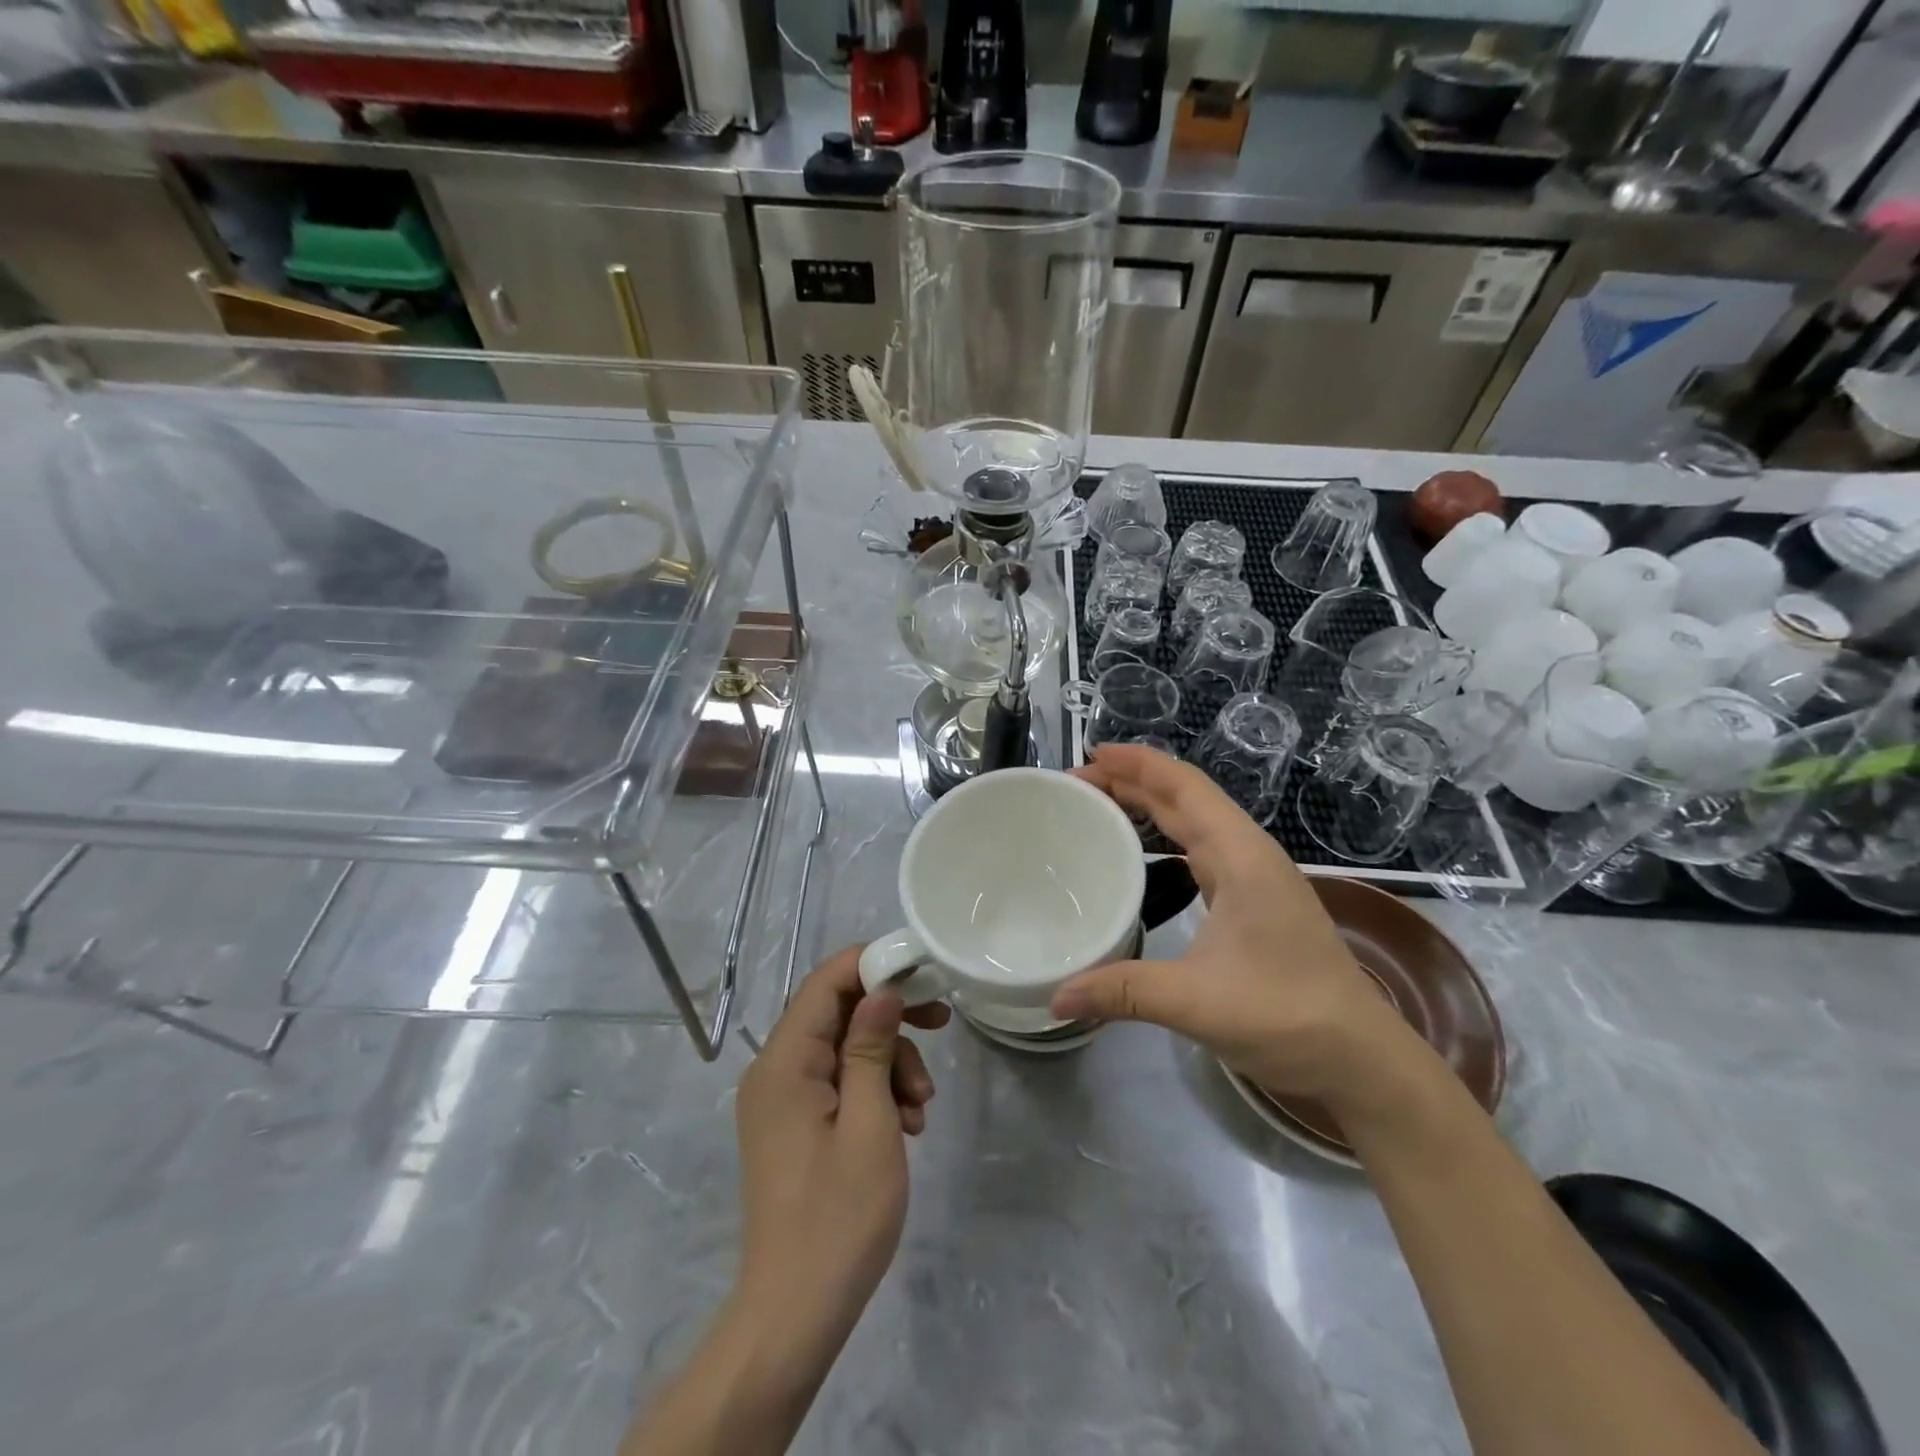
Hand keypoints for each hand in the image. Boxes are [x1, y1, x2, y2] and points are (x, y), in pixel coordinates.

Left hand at [732, 947, 949, 1361]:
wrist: (795, 1313)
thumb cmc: (839, 1216)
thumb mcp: (870, 1122)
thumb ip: (873, 1047)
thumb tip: (882, 989)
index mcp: (784, 1062)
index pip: (826, 982)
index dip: (874, 965)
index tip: (923, 972)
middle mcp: (775, 1070)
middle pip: (837, 1012)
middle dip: (891, 1019)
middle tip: (940, 1025)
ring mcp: (782, 1099)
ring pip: (844, 1048)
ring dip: (890, 1062)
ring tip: (922, 1107)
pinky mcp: (794, 1124)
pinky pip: (837, 1082)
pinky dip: (874, 1090)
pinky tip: (905, 1125)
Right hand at [1051, 744, 1406, 1104]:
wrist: (1360, 1058)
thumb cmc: (1286, 1015)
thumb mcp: (1196, 1001)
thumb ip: (1122, 992)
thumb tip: (1056, 997)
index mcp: (1241, 856)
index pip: (1184, 788)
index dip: (1138, 763)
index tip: (1091, 755)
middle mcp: (1248, 855)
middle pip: (1185, 798)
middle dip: (1132, 781)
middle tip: (1076, 784)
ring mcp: (1254, 877)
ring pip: (1194, 822)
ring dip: (1149, 806)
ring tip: (1099, 805)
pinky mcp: (1254, 901)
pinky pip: (1200, 849)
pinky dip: (1165, 837)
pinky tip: (1141, 853)